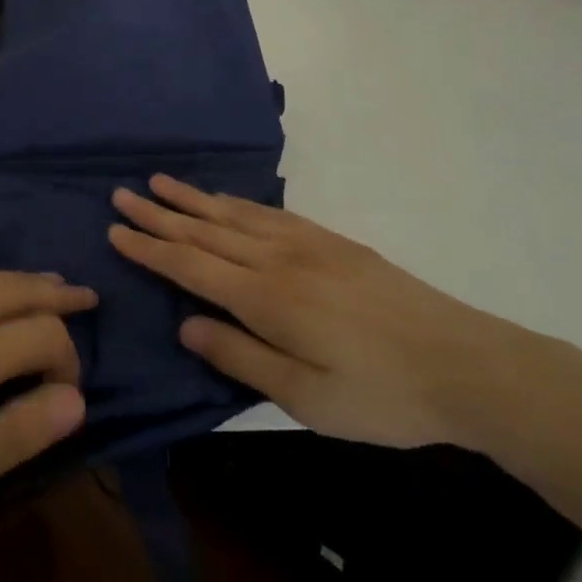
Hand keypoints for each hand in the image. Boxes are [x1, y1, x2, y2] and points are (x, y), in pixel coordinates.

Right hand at [109, 176, 551, 450]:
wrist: (466, 363)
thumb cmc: (382, 395)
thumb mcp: (306, 399)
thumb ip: (240, 358)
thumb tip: (185, 324)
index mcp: (266, 298)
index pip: (190, 265)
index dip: (149, 248)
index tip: (115, 229)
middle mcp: (278, 259)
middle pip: (206, 229)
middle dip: (159, 213)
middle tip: (122, 192)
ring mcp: (308, 244)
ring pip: (234, 214)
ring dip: (193, 198)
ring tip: (159, 182)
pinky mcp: (333, 241)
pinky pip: (269, 212)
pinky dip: (236, 202)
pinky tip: (225, 199)